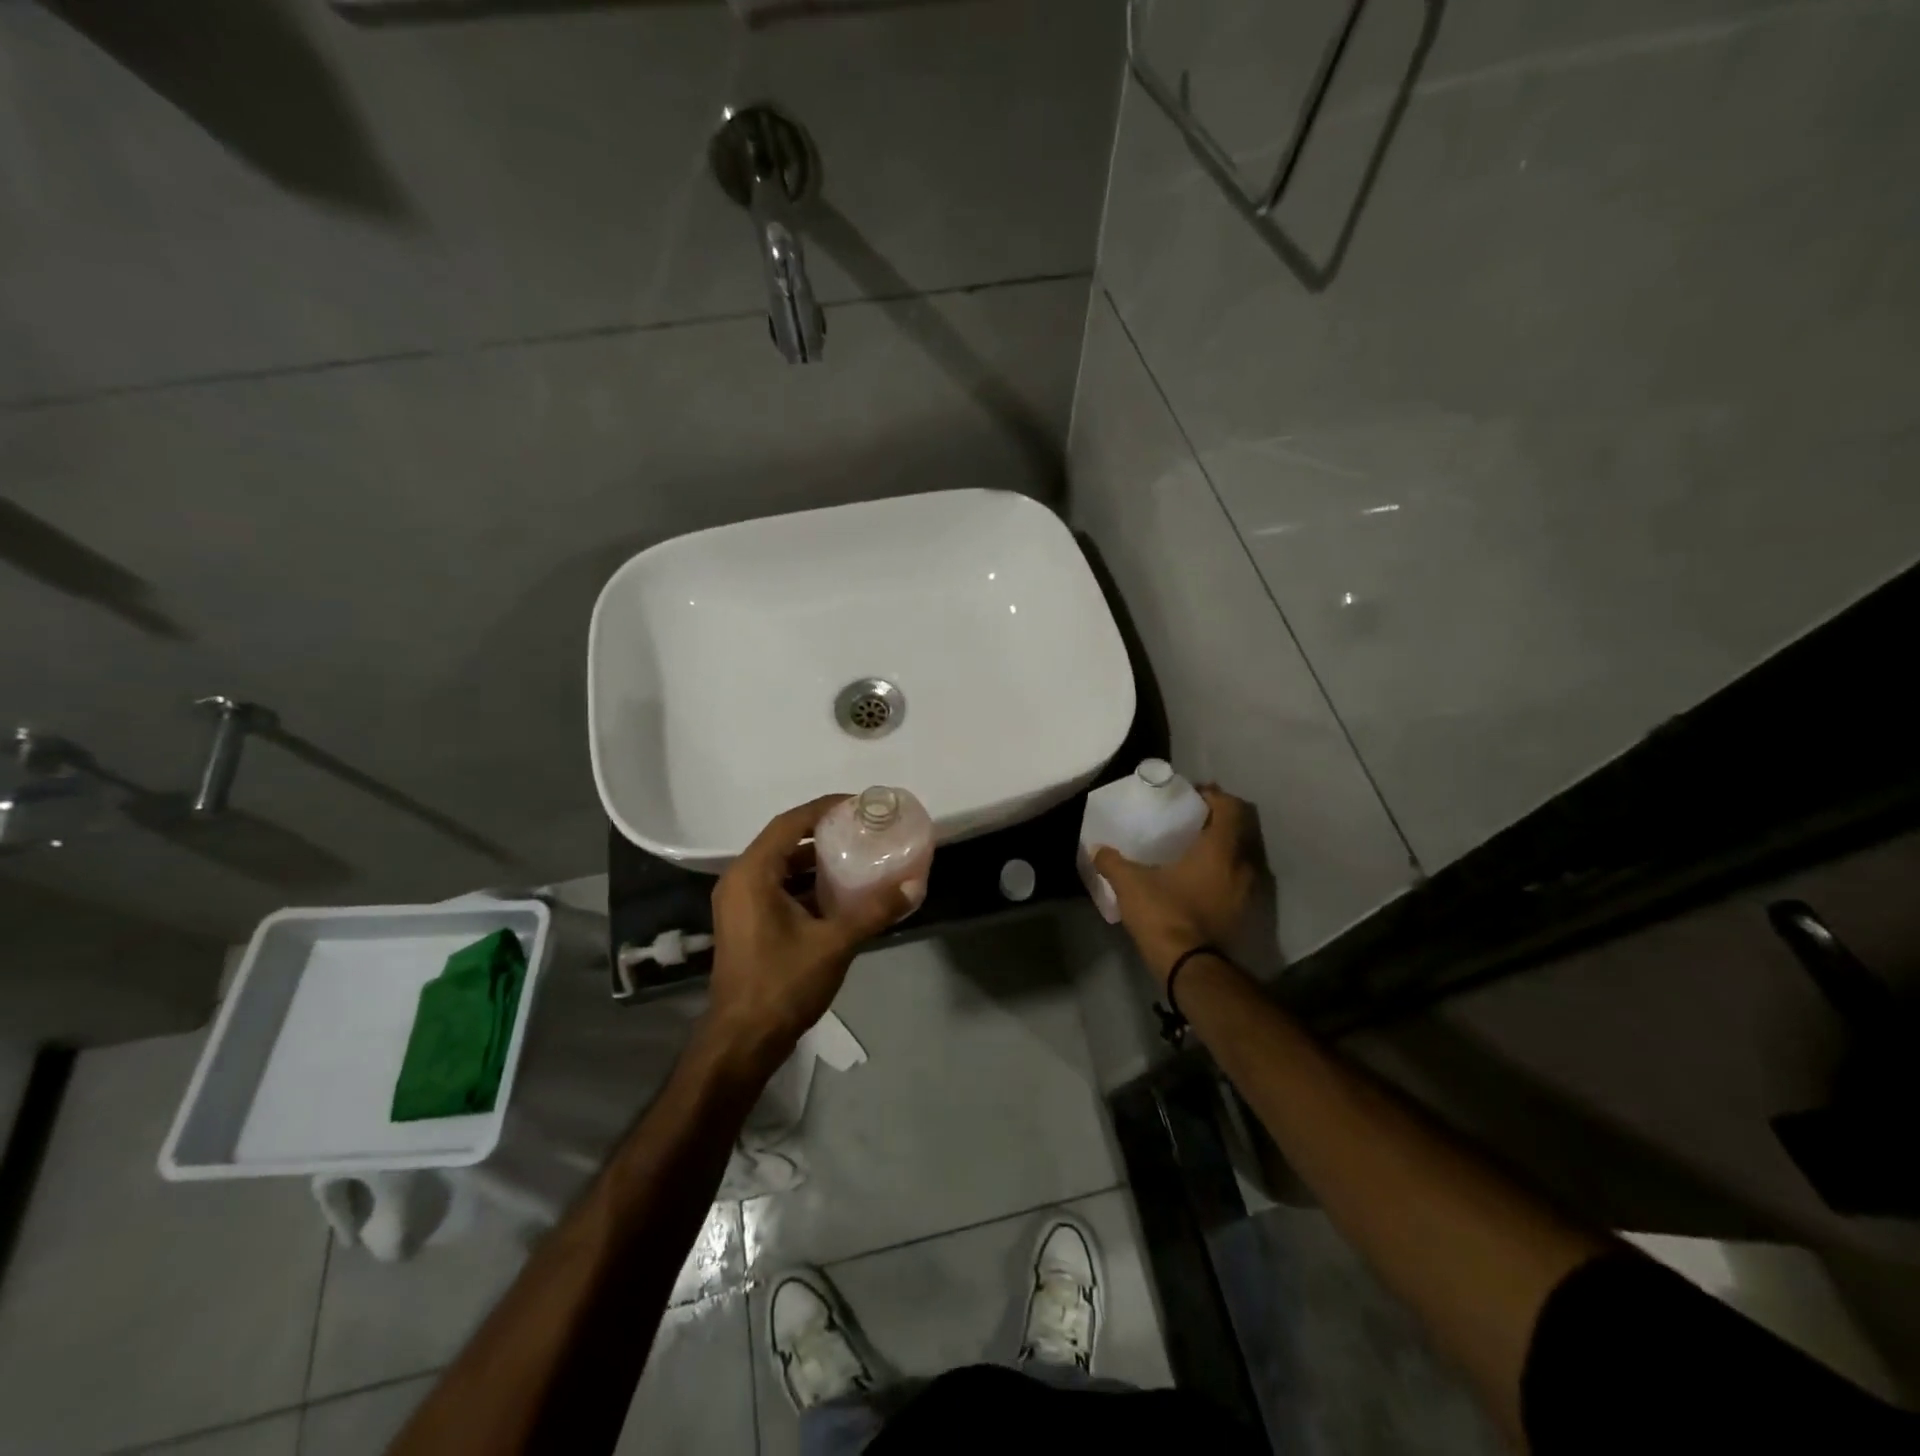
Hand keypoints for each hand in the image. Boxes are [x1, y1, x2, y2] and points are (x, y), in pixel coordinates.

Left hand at [703, 794, 909, 1070]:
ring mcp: (740, 904)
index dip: (823, 809)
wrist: (743, 1040)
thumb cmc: (783, 984)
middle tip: (861, 829)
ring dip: (815, 860)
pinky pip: (778, 888)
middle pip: (784, 841)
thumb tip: (914, 884)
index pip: (789, 824)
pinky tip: (839, 893)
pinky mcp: (747, 924)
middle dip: (823, 833)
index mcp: (752, 875)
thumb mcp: (835, 943)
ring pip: (781, 867)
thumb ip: (874, 910)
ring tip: (856, 855)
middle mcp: (740, 881)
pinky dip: (806, 884)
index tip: (857, 804)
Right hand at [1093, 785, 1257, 985]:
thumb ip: (1112, 862)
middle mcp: (1241, 866)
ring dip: (1220, 849)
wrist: (1190, 968)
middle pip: (1237, 830)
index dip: (1213, 795)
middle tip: (1189, 820)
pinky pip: (1235, 881)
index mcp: (1219, 849)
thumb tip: (1096, 849)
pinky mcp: (1241, 914)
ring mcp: (1246, 893)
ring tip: (1192, 850)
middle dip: (1216, 821)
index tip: (1192, 795)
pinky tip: (1197, 880)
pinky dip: (1221, 873)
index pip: (1229, 807)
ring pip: (1239, 857)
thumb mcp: (1130, 884)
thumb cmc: (1165, 914)